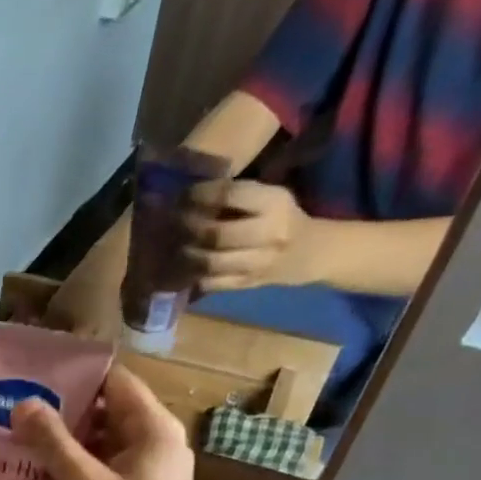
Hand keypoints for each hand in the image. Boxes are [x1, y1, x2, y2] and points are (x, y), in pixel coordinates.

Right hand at [11, 367, 202, 479]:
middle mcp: (158, 442)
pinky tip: (43, 469)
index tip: (34, 377)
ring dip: (68, 439)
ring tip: (22, 435)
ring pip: (105, 440)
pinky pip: (106, 465)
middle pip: (108, 410)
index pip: (115, 382)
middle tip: (19, 407)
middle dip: (65, 409)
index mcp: (155, 429)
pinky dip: (78, 464)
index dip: (76, 376)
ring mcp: (150, 470)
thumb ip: (52, 441)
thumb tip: (22, 403)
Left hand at [181, 180, 321, 291]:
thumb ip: (236, 196)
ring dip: (185, 253)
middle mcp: (268, 234)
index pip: (230, 195)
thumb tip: (188, 195)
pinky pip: (210, 282)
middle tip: (171, 223)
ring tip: (174, 244)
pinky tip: (182, 265)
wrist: (309, 252)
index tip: (182, 196)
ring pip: (209, 262)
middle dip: (187, 227)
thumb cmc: (281, 218)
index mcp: (274, 203)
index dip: (200, 195)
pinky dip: (191, 275)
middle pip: (215, 233)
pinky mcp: (246, 284)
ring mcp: (257, 263)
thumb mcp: (269, 197)